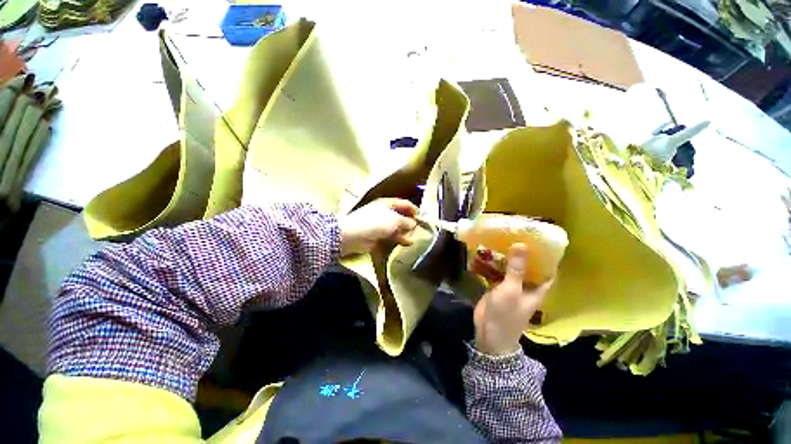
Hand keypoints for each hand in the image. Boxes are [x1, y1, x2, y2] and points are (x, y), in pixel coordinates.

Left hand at [339, 198, 417, 255]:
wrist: (354, 234)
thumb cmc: (376, 222)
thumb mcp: (394, 219)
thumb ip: (406, 221)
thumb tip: (414, 223)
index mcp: (388, 203)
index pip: (403, 203)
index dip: (413, 208)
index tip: (422, 216)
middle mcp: (385, 212)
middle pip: (401, 215)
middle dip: (410, 221)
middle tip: (420, 228)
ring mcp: (381, 224)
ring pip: (397, 226)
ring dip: (405, 231)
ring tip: (415, 237)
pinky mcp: (378, 235)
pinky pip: (391, 235)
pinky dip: (399, 238)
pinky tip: (407, 243)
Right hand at [473, 244, 552, 355]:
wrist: (489, 333)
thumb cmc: (506, 314)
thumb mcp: (512, 289)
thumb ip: (516, 268)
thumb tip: (522, 244)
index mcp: (536, 288)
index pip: (547, 270)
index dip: (547, 256)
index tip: (541, 238)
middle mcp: (526, 286)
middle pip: (528, 266)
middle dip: (523, 252)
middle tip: (516, 233)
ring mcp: (510, 286)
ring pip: (511, 268)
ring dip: (507, 257)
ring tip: (501, 238)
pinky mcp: (497, 288)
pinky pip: (497, 272)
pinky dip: (493, 264)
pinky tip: (487, 252)